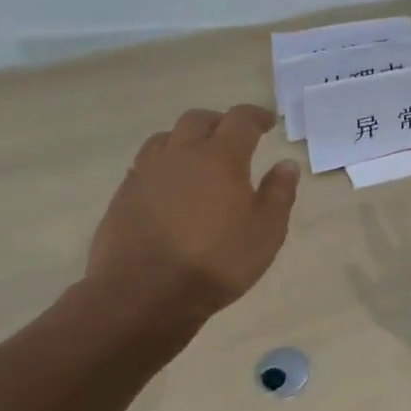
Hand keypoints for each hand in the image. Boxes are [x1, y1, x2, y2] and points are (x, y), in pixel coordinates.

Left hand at [79, 105, 300, 327]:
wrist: (143, 295)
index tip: (267, 122)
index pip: (240, 119)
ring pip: (166, 137)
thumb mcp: (266, 233)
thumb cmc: (216, 263)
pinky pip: (146, 164)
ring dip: (186, 139)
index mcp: (220, 157)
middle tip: (233, 138)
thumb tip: (286, 164)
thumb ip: (279, 194)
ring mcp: (147, 172)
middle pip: (198, 119)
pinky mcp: (124, 194)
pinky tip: (170, 187)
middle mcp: (181, 154)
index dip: (256, 116)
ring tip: (198, 158)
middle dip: (219, 122)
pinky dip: (164, 164)